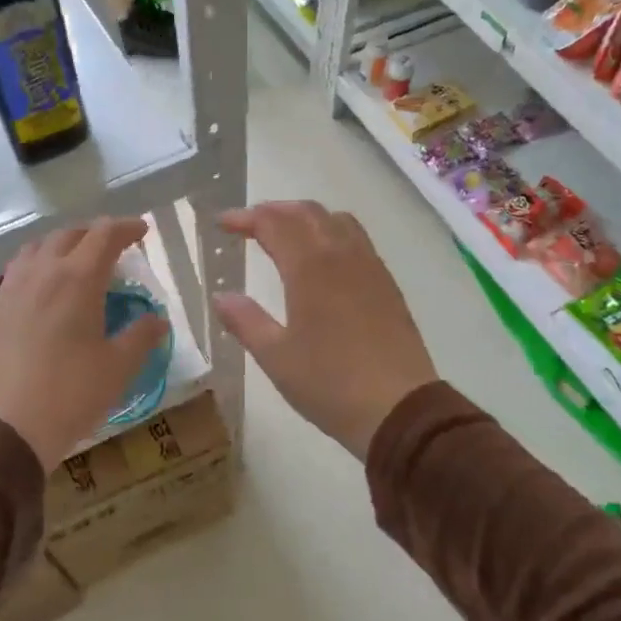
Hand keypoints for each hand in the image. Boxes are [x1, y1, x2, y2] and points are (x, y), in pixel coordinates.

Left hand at [0, 218, 170, 471]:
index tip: (142, 231)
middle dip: (93, 233)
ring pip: (35, 249)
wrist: (1, 428)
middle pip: (68, 235)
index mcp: (77, 279)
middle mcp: (41, 273)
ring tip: (74, 260)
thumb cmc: (69, 395)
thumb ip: (141, 337)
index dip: (125, 228)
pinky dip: (36, 267)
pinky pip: (16, 273)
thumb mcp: (117, 369)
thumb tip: (158, 320)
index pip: (104, 236)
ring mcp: (10, 290)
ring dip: (60, 245)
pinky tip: (42, 291)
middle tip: (112, 245)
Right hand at [214, 201, 437, 457]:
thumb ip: (245, 321)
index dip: (245, 218)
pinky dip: (333, 234)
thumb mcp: (275, 357)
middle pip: (308, 212)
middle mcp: (342, 255)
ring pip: (338, 221)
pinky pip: (358, 241)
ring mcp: (371, 267)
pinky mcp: (388, 285)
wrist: (398, 408)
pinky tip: (325, 262)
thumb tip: (221, 296)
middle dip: (275, 211)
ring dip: (307, 218)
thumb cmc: (329, 383)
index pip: (273, 224)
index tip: (222, 223)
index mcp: (309, 268)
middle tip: (250, 224)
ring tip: (288, 235)